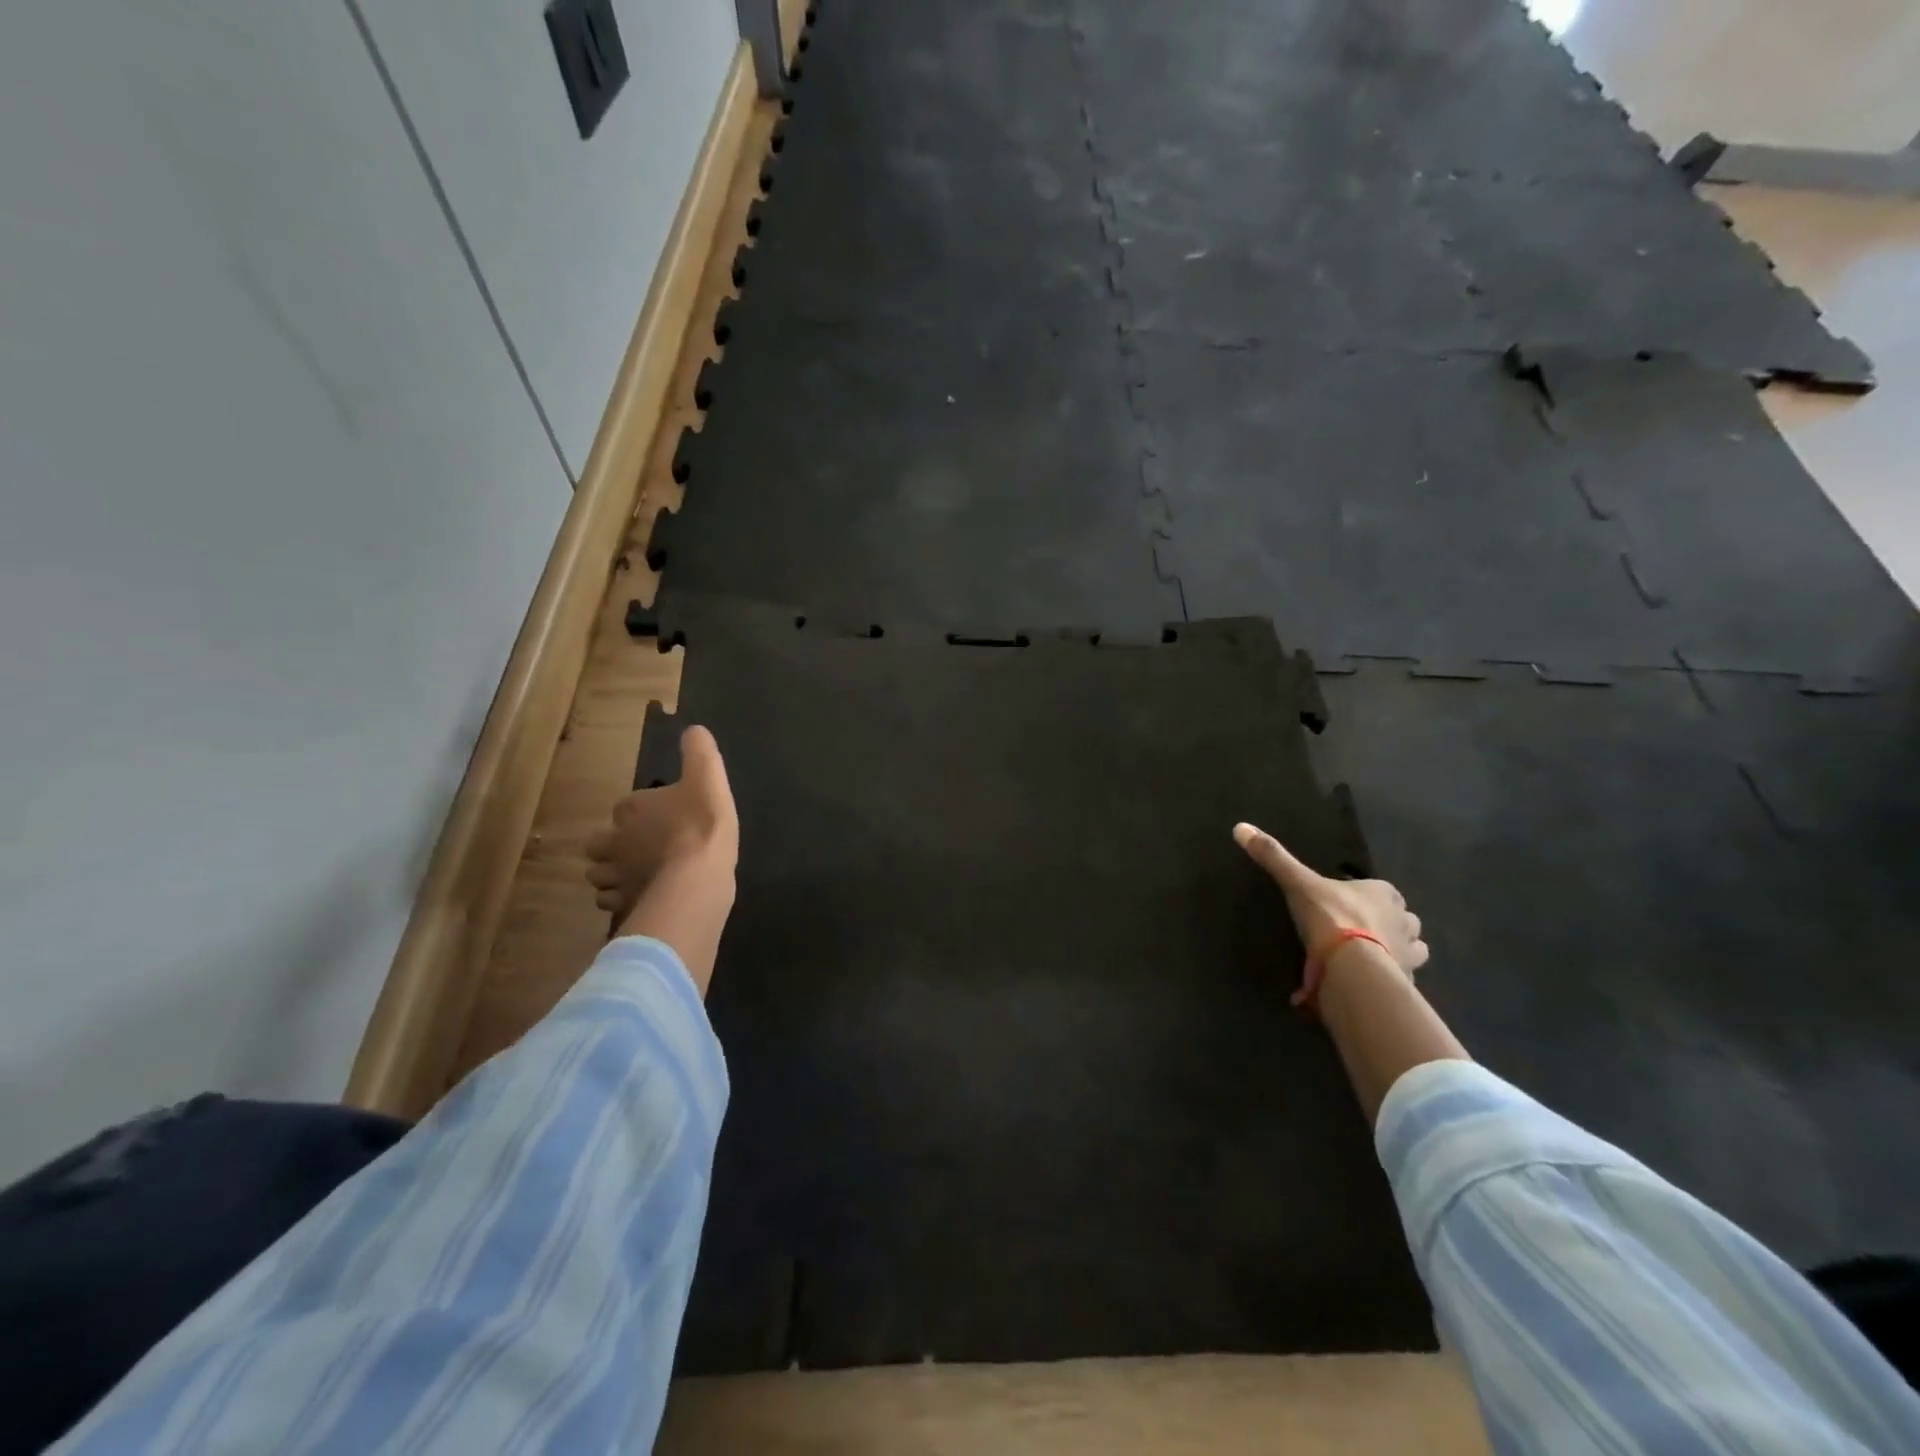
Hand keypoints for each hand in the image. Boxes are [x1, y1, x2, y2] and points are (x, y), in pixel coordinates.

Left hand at [586, 726, 738, 920]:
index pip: (625, 807)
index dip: (638, 812)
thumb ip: (700, 753)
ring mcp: (617, 877)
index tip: (658, 816)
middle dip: (610, 846)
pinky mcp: (626, 905)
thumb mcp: (709, 779)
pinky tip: (641, 899)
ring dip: (612, 875)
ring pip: (600, 876)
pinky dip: (622, 901)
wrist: (697, 879)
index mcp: (632, 809)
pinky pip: (613, 904)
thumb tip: (693, 729)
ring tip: (634, 876)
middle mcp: (616, 842)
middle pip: (599, 844)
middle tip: (636, 849)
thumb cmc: (701, 825)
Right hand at [1233, 823, 1428, 995]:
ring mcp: (1409, 953)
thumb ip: (1274, 857)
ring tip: (1373, 957)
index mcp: (1384, 893)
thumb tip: (1241, 827)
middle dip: (1391, 924)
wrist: (1353, 968)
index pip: (1385, 891)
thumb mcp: (1298, 884)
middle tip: (1363, 931)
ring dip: (1399, 951)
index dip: (1371, 896)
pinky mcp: (1407, 981)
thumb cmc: (1330, 918)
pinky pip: (1403, 977)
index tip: (1351, 904)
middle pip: (1403, 919)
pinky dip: (1392, 978)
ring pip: (1412, 947)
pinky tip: (1372, 981)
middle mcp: (1404, 920)